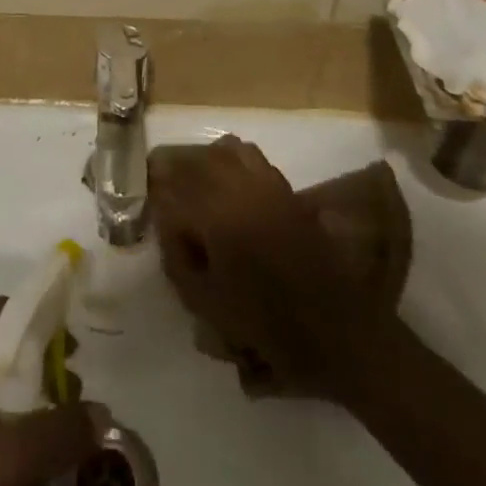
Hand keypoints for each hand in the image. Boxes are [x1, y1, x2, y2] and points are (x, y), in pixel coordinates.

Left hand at [0, 298, 107, 485]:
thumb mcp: (9, 463)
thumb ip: (60, 432)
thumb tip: (103, 412)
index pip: (3, 313)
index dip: (42, 319)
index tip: (75, 347)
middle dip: (37, 376)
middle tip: (71, 405)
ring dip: (17, 415)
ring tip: (49, 448)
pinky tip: (11, 482)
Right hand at [150, 134, 389, 400]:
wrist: (338, 333)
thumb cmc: (269, 327)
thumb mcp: (209, 305)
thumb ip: (179, 261)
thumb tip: (167, 227)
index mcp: (217, 216)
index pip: (171, 193)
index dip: (155, 201)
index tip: (148, 208)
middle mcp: (240, 189)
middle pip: (195, 163)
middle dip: (174, 174)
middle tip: (161, 189)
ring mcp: (267, 184)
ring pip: (224, 151)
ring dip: (203, 163)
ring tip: (195, 186)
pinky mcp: (286, 189)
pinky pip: (251, 158)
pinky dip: (231, 161)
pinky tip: (228, 185)